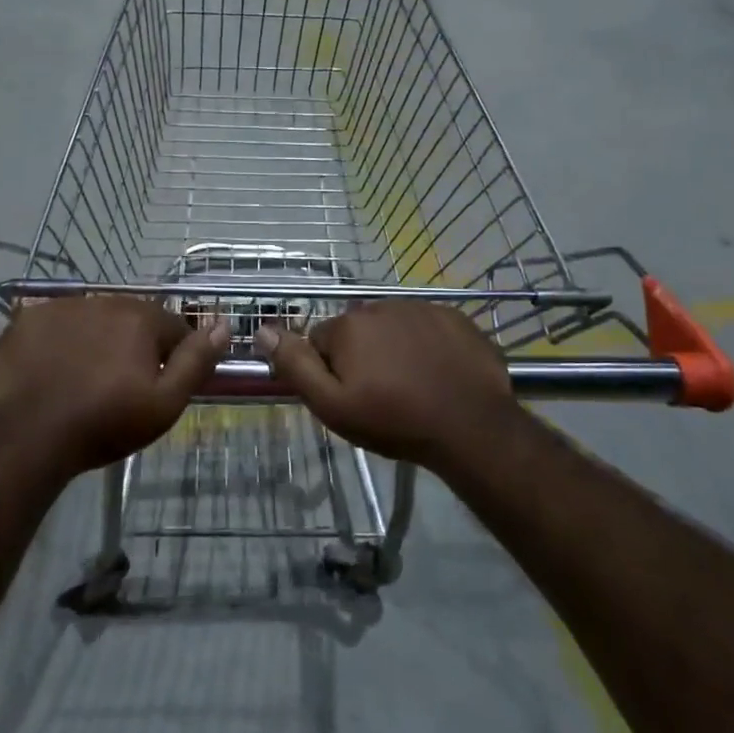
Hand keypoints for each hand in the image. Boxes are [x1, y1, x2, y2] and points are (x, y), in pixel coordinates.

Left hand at [0, 296, 230, 478]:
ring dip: (93, 340)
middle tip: (118, 387)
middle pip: (130, 320)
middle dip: (131, 346)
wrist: (29, 437)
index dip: (170, 358)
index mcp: (140, 317)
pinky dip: (55, 343)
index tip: (155, 387)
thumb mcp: (165, 402)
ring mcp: (59, 307)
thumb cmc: (105, 423)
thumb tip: (224, 324)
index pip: (172, 328)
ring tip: (82, 380)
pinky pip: (51, 326)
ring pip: (90, 320)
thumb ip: (197, 361)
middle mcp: (102, 300)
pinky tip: (49, 371)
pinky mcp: (25, 320)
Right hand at [256, 301, 519, 469]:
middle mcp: (380, 306)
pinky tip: (438, 372)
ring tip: (412, 385)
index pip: (320, 341)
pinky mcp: (454, 316)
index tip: (351, 396)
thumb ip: (295, 365)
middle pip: (356, 331)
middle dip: (361, 356)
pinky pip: (426, 326)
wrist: (471, 427)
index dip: (330, 370)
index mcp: (348, 326)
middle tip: (381, 394)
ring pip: (392, 327)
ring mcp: (421, 308)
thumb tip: (262, 329)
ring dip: (394, 348)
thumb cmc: (395, 420)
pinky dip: (426, 344)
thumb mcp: (332, 405)